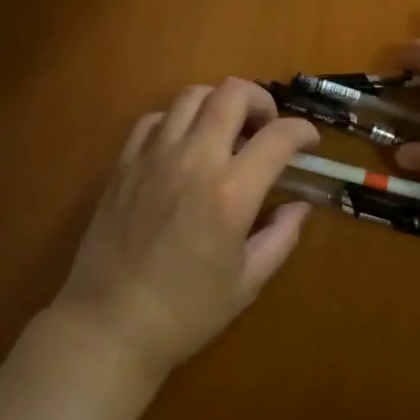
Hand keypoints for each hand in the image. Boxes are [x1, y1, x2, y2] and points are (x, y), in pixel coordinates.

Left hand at [50, 78, 319, 385]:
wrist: (109, 326)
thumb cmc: (186, 312)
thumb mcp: (247, 282)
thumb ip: (281, 237)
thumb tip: (300, 206)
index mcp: (231, 193)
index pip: (278, 136)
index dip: (303, 132)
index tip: (310, 143)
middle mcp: (194, 160)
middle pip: (232, 93)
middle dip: (261, 100)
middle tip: (267, 128)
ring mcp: (153, 157)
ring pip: (192, 95)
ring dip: (219, 104)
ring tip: (226, 132)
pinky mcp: (124, 164)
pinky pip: (154, 119)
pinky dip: (177, 121)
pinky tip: (183, 146)